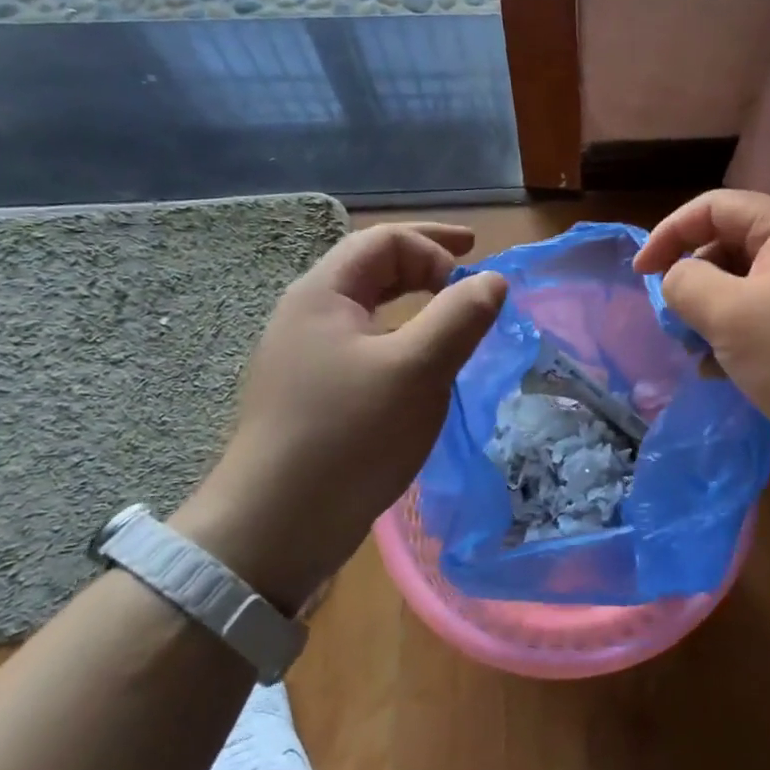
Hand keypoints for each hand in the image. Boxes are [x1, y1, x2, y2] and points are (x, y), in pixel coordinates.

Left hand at [174, 223, 506, 609]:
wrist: (275, 528)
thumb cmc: (349, 436)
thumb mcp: (417, 370)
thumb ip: (460, 317)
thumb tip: (493, 281)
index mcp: (323, 294)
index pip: (385, 241)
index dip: (436, 247)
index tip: (477, 277)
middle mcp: (307, 316)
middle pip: (372, 268)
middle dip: (426, 263)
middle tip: (470, 268)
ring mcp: (305, 359)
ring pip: (369, 311)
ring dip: (415, 303)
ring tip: (453, 317)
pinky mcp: (312, 396)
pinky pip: (365, 347)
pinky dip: (402, 340)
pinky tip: (421, 370)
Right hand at [635, 190, 769, 483]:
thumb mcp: (731, 316)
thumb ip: (687, 284)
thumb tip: (676, 278)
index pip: (713, 207)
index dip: (670, 234)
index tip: (641, 274)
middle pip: (728, 244)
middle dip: (693, 278)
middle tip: (672, 319)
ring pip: (743, 285)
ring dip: (711, 312)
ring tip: (695, 349)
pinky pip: (763, 316)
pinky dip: (736, 335)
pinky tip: (720, 371)